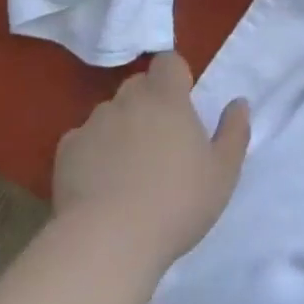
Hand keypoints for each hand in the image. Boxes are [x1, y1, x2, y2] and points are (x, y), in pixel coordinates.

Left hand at [52, 52, 249, 269]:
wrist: (108, 242)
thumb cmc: (176, 203)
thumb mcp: (223, 173)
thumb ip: (234, 132)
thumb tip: (238, 103)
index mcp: (167, 98)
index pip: (168, 61)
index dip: (175, 77)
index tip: (183, 104)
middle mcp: (127, 100)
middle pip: (138, 86)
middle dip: (148, 103)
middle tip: (160, 141)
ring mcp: (93, 124)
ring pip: (110, 113)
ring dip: (120, 128)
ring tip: (127, 169)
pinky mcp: (66, 152)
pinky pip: (83, 140)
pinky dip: (92, 153)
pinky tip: (99, 185)